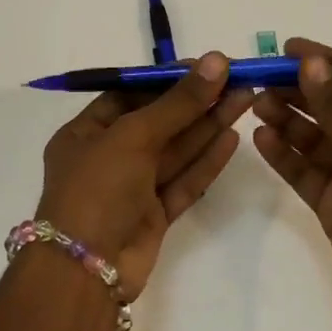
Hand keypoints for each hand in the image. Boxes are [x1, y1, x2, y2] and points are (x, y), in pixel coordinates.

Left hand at [36, 53, 254, 300]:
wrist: (86, 269)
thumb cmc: (97, 189)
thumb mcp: (133, 136)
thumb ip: (177, 103)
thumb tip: (215, 62)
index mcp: (85, 134)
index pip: (129, 97)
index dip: (166, 81)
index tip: (205, 67)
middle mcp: (107, 158)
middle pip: (158, 123)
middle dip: (196, 102)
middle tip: (237, 79)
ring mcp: (132, 189)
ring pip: (175, 152)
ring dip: (208, 126)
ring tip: (246, 98)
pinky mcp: (154, 216)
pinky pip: (182, 182)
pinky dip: (206, 162)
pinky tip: (232, 137)